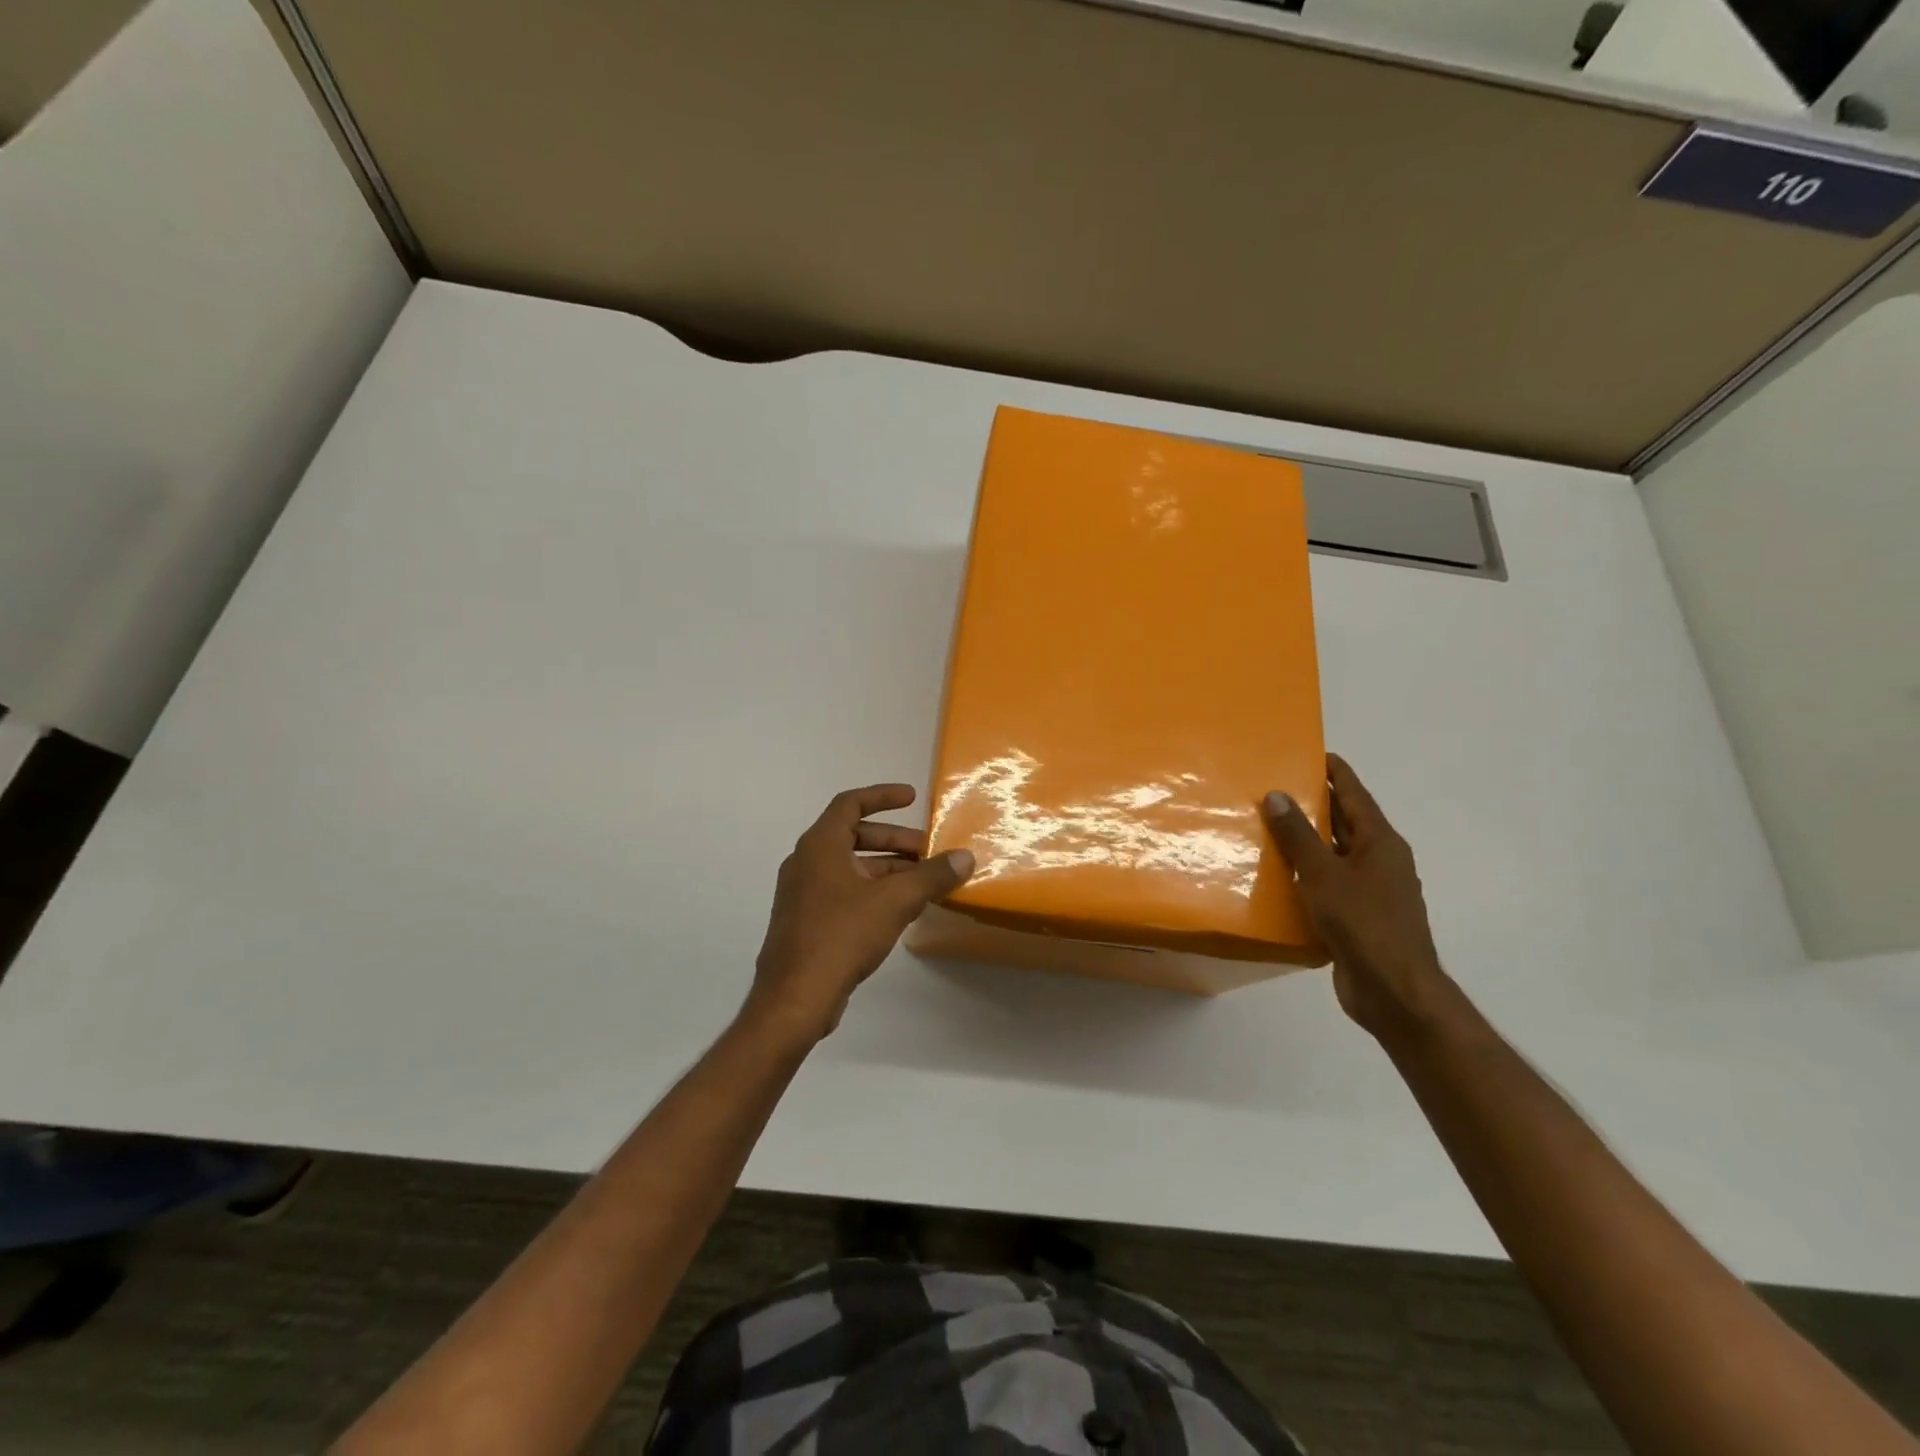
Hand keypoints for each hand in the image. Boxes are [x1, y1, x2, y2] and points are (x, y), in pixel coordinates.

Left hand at [747, 784, 974, 1043]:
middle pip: (853, 835)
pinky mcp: (806, 921)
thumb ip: (931, 876)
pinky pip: (844, 891)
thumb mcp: (895, 902)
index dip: (883, 796)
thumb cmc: (841, 936)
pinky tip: (900, 910)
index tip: (913, 798)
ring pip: (850, 866)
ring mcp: (803, 893)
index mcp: (820, 845)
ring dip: (887, 868)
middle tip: (928, 851)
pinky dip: (873, 890)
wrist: (795, 998)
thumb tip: (965, 857)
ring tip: (924, 882)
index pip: (851, 803)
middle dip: (894, 840)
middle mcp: (806, 862)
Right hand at [1262, 754, 1458, 1043]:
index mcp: (1380, 842)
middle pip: (1345, 822)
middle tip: (1274, 787)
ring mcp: (1371, 891)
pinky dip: (1306, 875)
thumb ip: (1299, 835)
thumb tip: (1278, 794)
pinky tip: (1278, 877)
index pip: (1354, 794)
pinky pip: (1329, 884)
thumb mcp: (1324, 874)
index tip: (1308, 752)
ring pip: (1335, 855)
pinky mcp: (1358, 917)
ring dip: (1307, 841)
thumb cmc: (1363, 924)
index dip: (1334, 771)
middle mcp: (1380, 861)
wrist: (1394, 992)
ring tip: (1267, 827)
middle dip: (1314, 804)